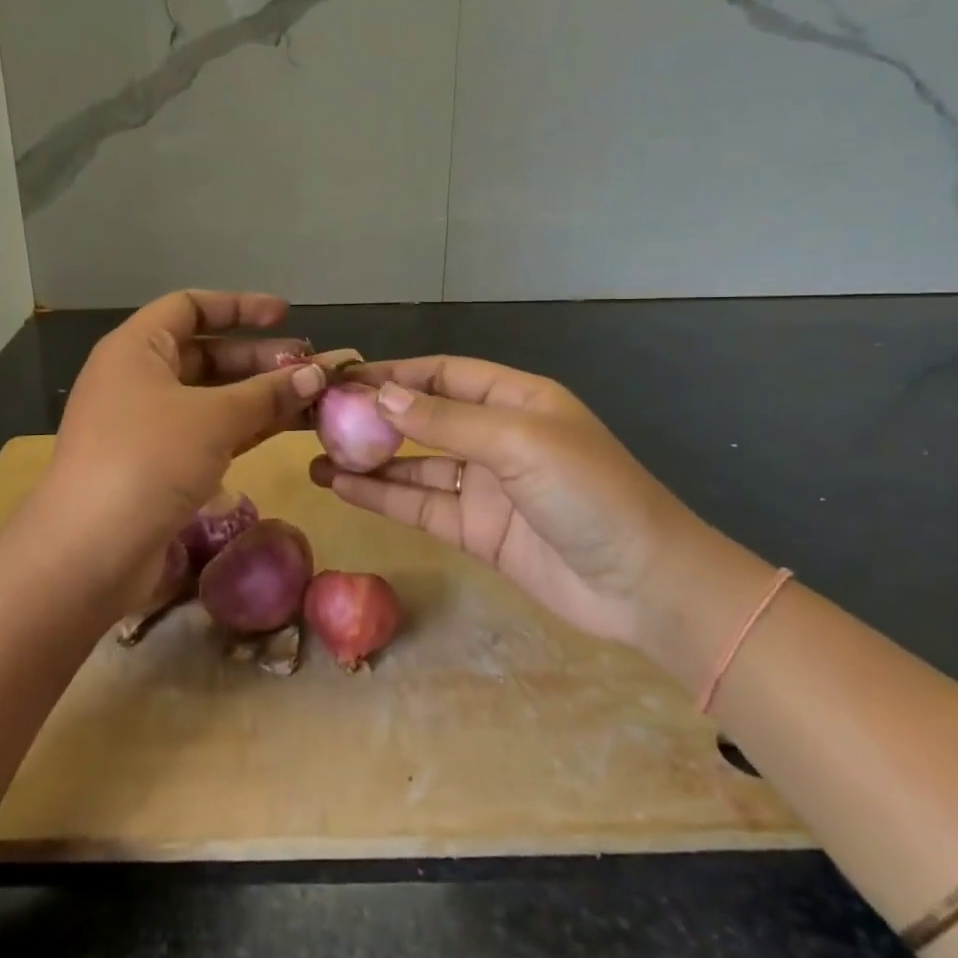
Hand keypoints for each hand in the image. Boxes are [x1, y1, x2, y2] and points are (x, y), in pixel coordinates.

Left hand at [32, 291, 334, 613]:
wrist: (87, 553)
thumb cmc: (147, 460)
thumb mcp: (213, 418)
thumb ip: (268, 392)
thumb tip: (317, 373)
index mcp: (137, 349)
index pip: (190, 307)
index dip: (239, 306)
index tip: (285, 316)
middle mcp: (139, 379)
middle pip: (207, 354)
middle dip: (260, 359)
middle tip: (312, 368)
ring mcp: (148, 426)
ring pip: (213, 398)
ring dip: (261, 396)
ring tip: (313, 398)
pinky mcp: (159, 466)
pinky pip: (210, 432)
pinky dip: (247, 428)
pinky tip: (287, 428)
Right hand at [309, 356, 695, 644]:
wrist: (642, 585)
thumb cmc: (588, 492)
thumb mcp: (518, 443)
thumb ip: (446, 421)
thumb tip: (381, 396)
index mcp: (514, 399)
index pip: (442, 374)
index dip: (394, 373)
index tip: (342, 377)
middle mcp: (494, 435)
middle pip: (423, 417)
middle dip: (373, 416)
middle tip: (316, 419)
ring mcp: (482, 484)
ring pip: (413, 464)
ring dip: (368, 459)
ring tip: (314, 454)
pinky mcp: (473, 529)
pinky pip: (419, 505)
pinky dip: (381, 496)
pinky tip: (341, 487)